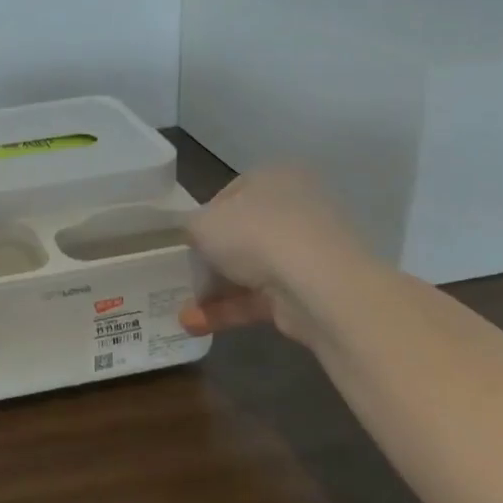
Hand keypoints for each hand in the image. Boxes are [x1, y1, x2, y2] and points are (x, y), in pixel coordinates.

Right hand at [180, 168, 368, 342]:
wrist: (319, 285)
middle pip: (243, 235)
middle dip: (210, 261)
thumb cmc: (256, 234)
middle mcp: (298, 208)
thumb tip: (194, 236)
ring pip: (252, 269)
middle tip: (185, 276)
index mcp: (275, 177)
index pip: (231, 195)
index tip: (187, 242)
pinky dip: (231, 310)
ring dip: (215, 291)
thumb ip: (191, 227)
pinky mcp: (312, 290)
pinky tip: (197, 324)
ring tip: (182, 312)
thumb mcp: (202, 222)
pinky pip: (263, 297)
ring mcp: (309, 252)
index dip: (204, 219)